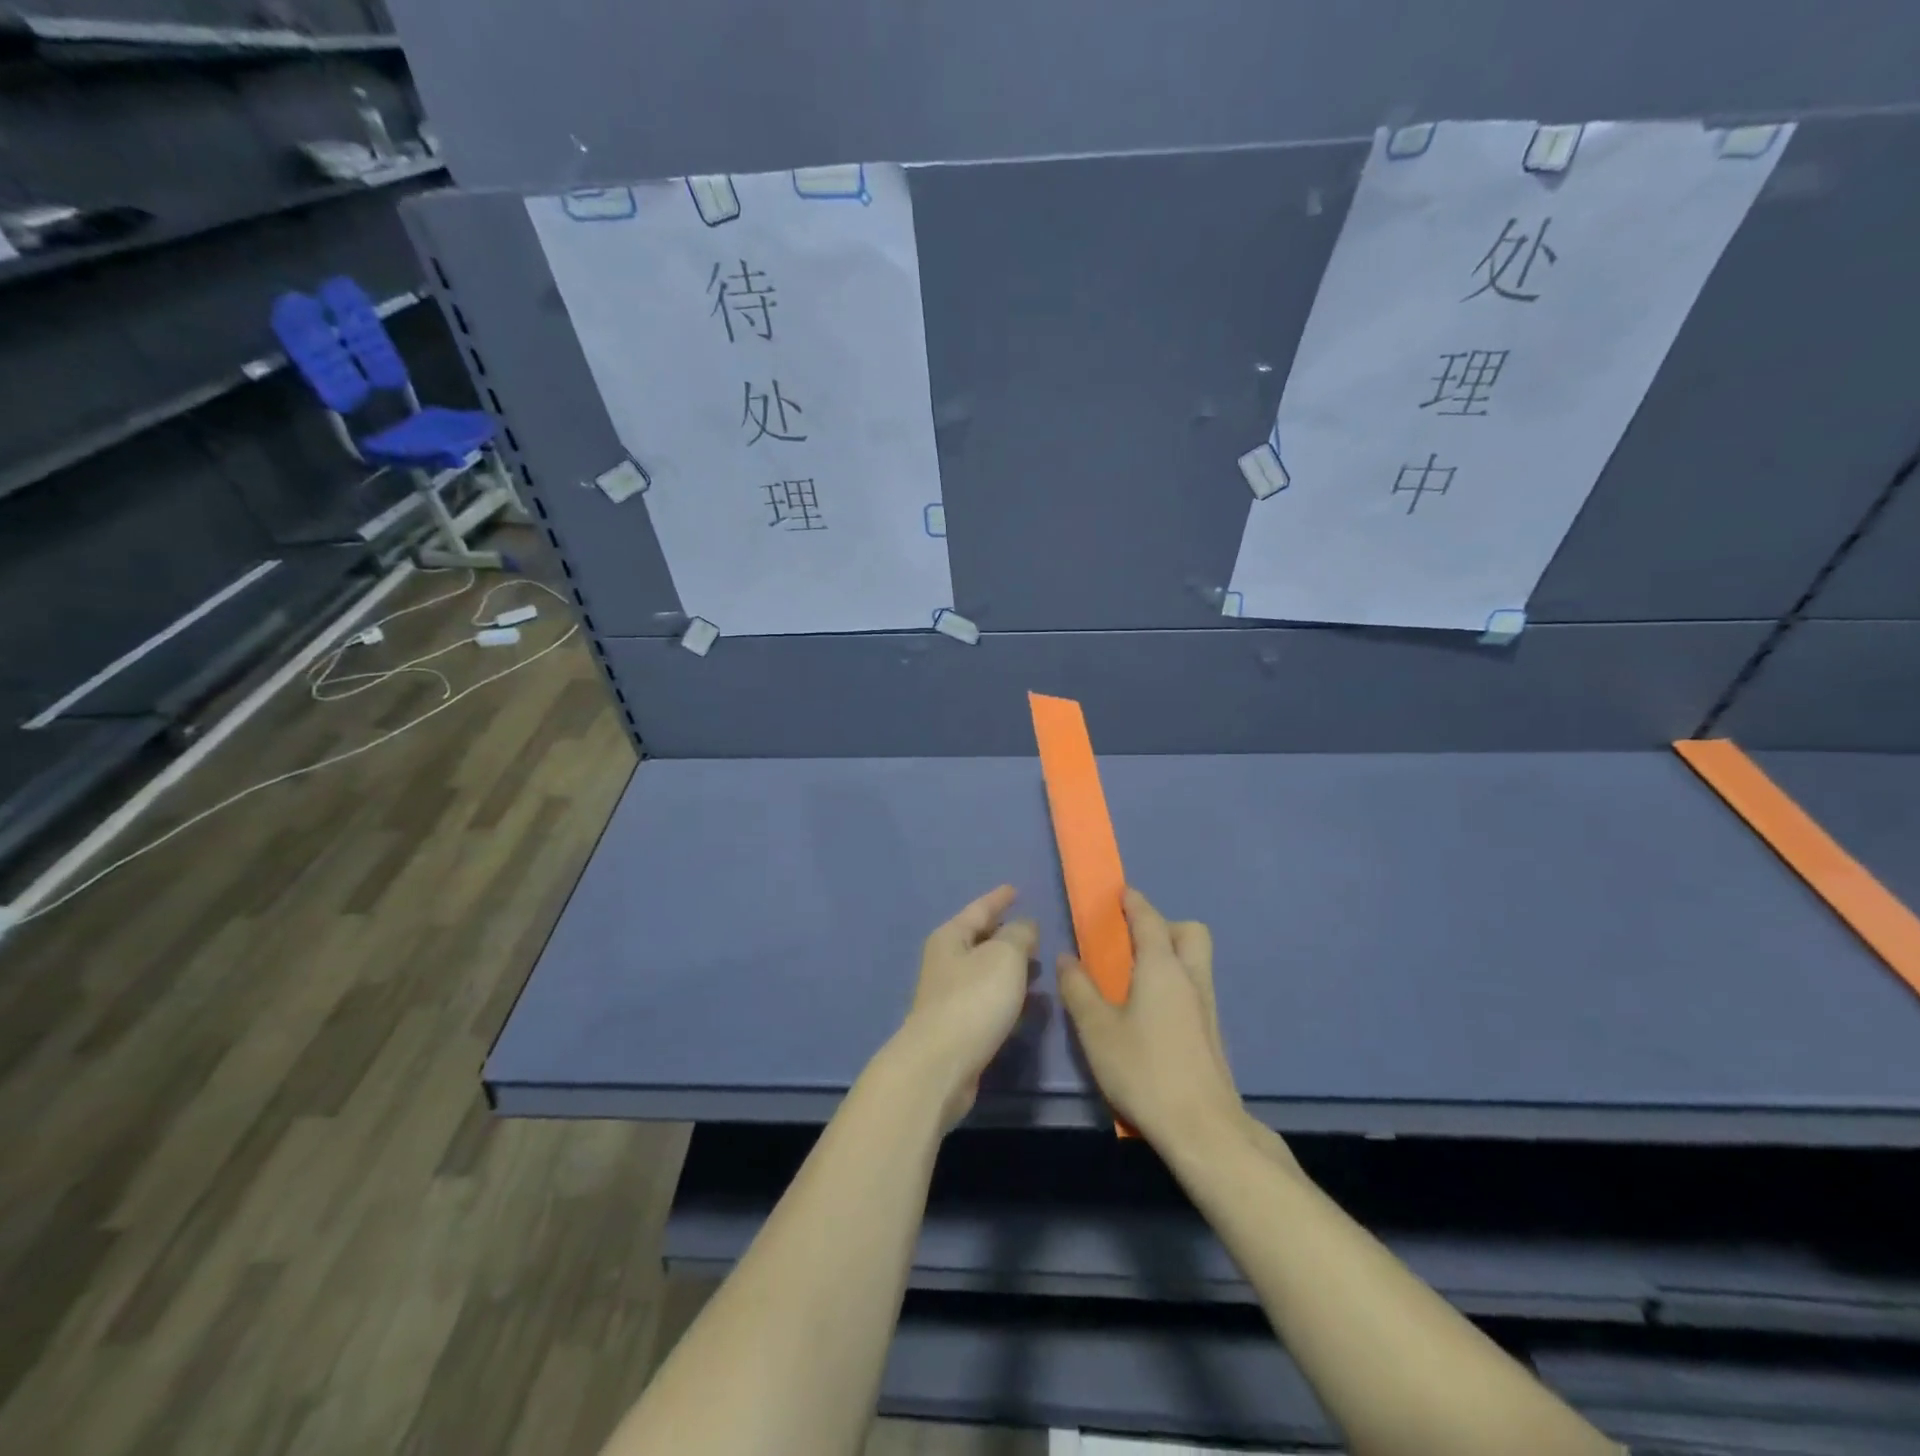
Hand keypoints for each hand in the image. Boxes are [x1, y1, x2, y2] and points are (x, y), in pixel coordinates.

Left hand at [893, 885, 1037, 1127]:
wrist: (941, 1065)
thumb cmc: (973, 1000)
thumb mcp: (1004, 956)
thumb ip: (1019, 935)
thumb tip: (1025, 926)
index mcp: (950, 937)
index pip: (979, 909)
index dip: (998, 899)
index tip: (1014, 890)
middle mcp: (945, 962)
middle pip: (979, 939)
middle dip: (1005, 934)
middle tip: (1033, 932)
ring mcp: (949, 996)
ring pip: (985, 971)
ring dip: (1009, 967)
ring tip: (1037, 966)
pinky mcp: (957, 1026)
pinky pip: (987, 999)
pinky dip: (1007, 994)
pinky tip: (1026, 1002)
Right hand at [1057, 888, 1245, 1149]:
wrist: (1203, 1128)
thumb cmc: (1144, 1071)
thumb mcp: (1097, 1030)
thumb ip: (1079, 990)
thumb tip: (1067, 958)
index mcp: (1162, 967)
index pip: (1149, 919)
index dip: (1134, 902)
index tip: (1121, 892)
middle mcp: (1190, 977)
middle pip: (1189, 932)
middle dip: (1164, 925)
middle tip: (1132, 941)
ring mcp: (1207, 1005)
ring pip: (1196, 959)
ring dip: (1172, 953)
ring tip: (1136, 976)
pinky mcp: (1212, 1032)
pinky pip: (1195, 985)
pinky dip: (1176, 980)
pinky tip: (1152, 1011)